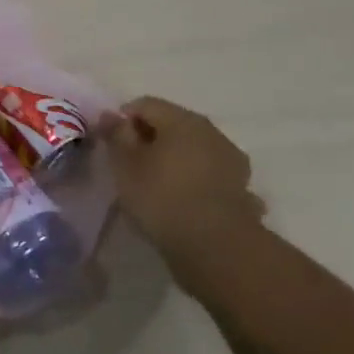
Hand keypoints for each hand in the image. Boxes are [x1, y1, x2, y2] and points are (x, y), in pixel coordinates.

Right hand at [104, 96, 265, 291]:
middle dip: (150, 138)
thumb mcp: (125, 164)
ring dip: (176, 159)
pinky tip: (187, 201)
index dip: (123, 120)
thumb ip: (116, 134)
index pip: (144, 104)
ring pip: (194, 149)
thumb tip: (111, 114)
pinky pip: (211, 175)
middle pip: (172, 124)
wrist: (217, 249)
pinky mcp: (242, 188)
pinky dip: (197, 180)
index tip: (112, 146)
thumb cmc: (162, 198)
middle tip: (131, 166)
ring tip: (159, 186)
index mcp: (181, 119)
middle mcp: (210, 131)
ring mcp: (231, 160)